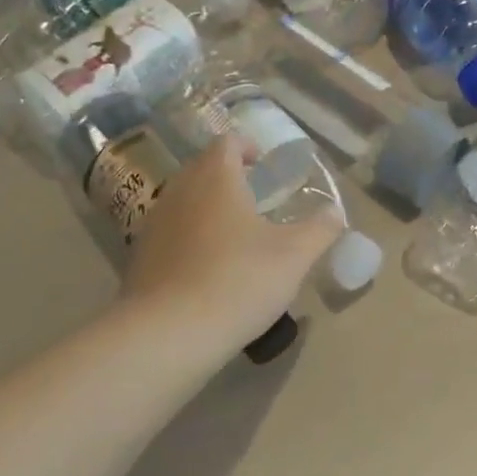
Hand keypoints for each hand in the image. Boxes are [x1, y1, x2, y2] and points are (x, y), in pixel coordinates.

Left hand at [120, 137, 343, 356]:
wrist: (168, 333)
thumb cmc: (238, 280)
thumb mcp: (294, 256)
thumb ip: (319, 229)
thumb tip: (335, 212)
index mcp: (216, 178)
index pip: (226, 142)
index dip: (246, 147)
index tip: (262, 164)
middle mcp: (180, 190)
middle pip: (202, 168)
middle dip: (227, 176)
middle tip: (254, 198)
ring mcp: (154, 223)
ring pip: (183, 200)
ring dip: (207, 207)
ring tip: (233, 234)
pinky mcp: (140, 256)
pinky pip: (169, 232)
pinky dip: (188, 237)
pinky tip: (207, 267)